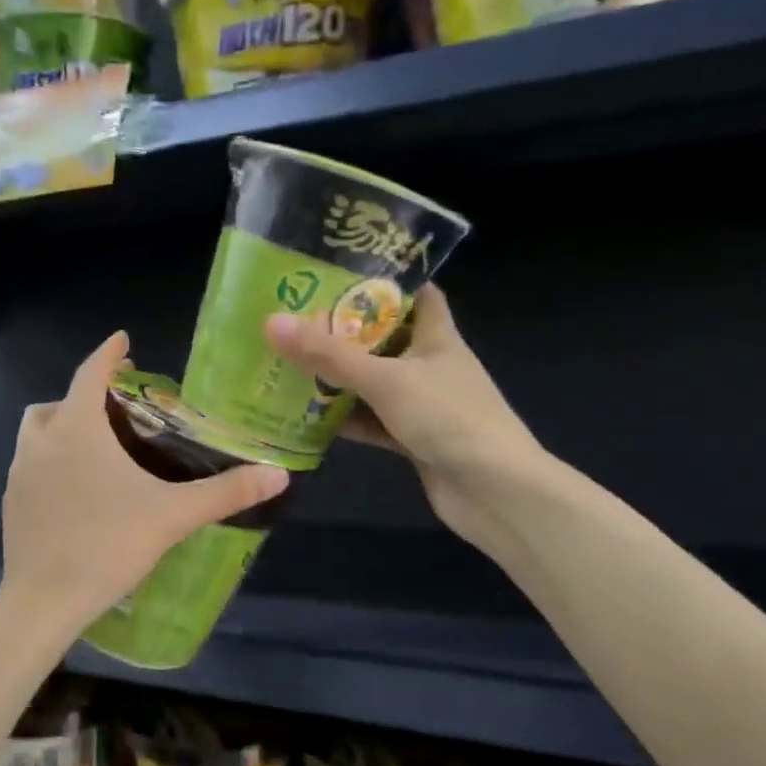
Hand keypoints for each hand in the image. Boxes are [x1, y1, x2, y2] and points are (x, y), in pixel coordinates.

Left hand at [0, 332, 288, 642]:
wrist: (44, 601)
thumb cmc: (108, 546)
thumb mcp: (172, 516)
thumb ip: (225, 492)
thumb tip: (280, 475)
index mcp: (76, 429)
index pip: (91, 373)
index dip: (109, 353)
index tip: (122, 340)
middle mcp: (41, 441)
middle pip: (60, 402)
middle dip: (86, 397)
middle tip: (117, 410)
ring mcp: (19, 472)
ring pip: (39, 433)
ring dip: (63, 428)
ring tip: (98, 449)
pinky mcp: (11, 502)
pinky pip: (31, 465)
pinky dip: (51, 461)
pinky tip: (77, 491)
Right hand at [264, 284, 551, 549]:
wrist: (494, 491)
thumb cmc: (449, 418)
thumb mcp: (386, 379)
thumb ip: (329, 355)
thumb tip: (272, 322)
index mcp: (437, 337)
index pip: (416, 294)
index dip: (385, 281)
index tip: (340, 274)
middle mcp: (430, 365)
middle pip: (384, 340)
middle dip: (344, 332)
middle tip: (296, 320)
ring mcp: (421, 405)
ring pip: (373, 384)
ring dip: (339, 379)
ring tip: (289, 364)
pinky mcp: (411, 439)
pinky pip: (371, 421)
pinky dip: (345, 419)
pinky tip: (307, 416)